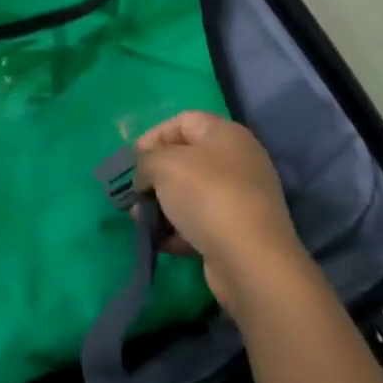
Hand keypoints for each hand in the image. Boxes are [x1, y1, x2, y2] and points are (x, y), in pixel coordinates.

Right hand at [135, 111, 309, 306]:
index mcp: (225, 134)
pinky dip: (180, 229)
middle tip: (134, 193)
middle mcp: (238, 160)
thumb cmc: (206, 195)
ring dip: (163, 205)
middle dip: (155, 176)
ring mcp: (242, 197)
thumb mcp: (163, 165)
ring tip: (142, 221)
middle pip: (186, 159)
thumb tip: (145, 175)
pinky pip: (202, 221)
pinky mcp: (240, 231)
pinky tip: (161, 241)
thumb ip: (145, 161)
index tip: (132, 161)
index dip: (153, 137)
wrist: (250, 260)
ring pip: (192, 193)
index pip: (182, 122)